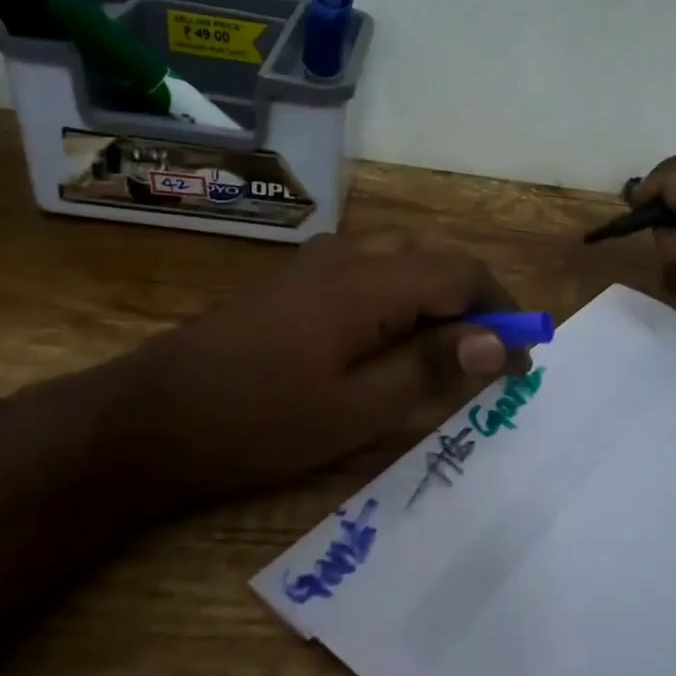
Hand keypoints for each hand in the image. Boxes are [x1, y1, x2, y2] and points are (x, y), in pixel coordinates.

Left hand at [117, 234, 530, 502]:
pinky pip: (373, 270)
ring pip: (405, 260)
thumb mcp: (358, 408)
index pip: (462, 274)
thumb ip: (430, 365)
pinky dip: (405, 297)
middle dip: (476, 301)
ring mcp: (319, 262)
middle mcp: (350, 255)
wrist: (150, 417)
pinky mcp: (299, 279)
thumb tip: (495, 341)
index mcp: (370, 282)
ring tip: (453, 350)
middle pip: (436, 259)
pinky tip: (397, 338)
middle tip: (493, 356)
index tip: (524, 356)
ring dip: (441, 297)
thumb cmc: (260, 421)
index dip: (503, 311)